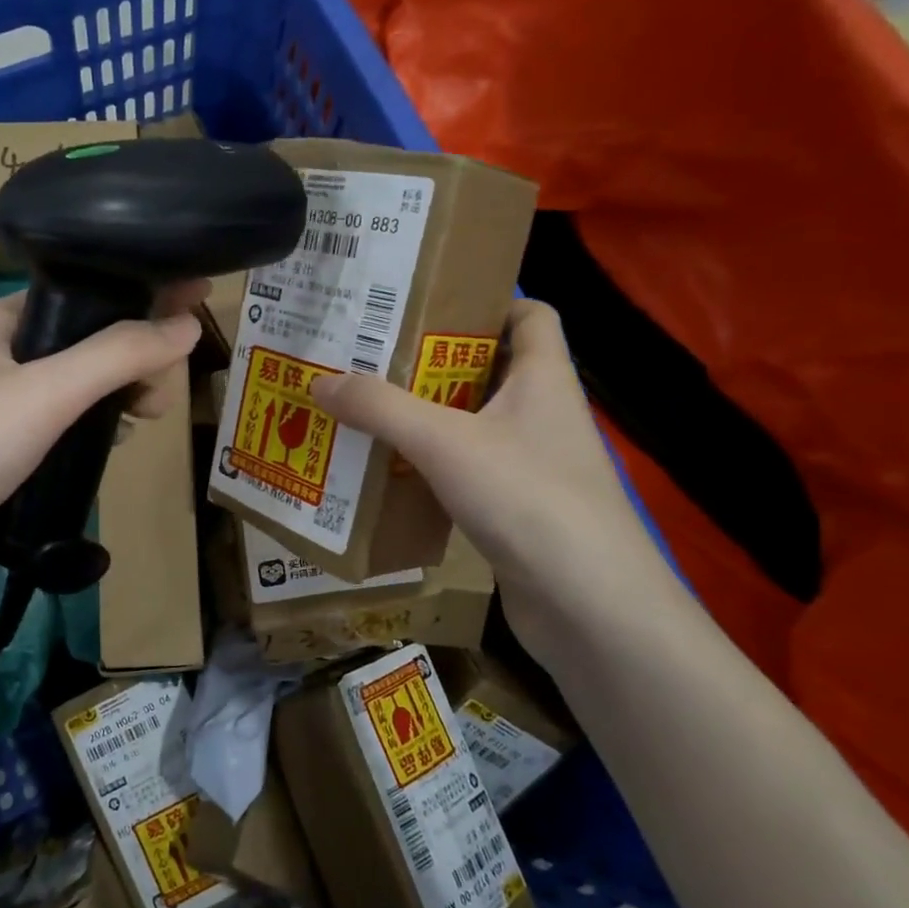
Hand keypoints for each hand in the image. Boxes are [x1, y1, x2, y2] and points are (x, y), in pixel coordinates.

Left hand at [0, 282, 208, 614]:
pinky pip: (66, 425)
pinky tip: (118, 440)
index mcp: (0, 323)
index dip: (137, 295)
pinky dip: (97, 427)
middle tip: (161, 393)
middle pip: (87, 342)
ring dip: (119, 394)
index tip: (192, 300)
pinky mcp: (8, 451)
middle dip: (133, 358)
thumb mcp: (47, 392)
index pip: (81, 293)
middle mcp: (0, 356)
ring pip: (79, 387)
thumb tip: (189, 325)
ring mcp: (1, 406)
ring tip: (149, 415)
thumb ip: (117, 355)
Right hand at [307, 299, 677, 666]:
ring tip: (365, 409)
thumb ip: (380, 408)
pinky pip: (466, 471)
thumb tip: (319, 380)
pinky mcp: (517, 509)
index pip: (530, 315)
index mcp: (543, 378)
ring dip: (424, 417)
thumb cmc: (527, 498)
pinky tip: (388, 472)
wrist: (588, 605)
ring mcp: (532, 465)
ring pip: (472, 423)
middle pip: (488, 369)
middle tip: (370, 356)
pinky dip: (430, 466)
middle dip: (431, 362)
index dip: (486, 301)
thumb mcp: (444, 441)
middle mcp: (542, 414)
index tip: (427, 304)